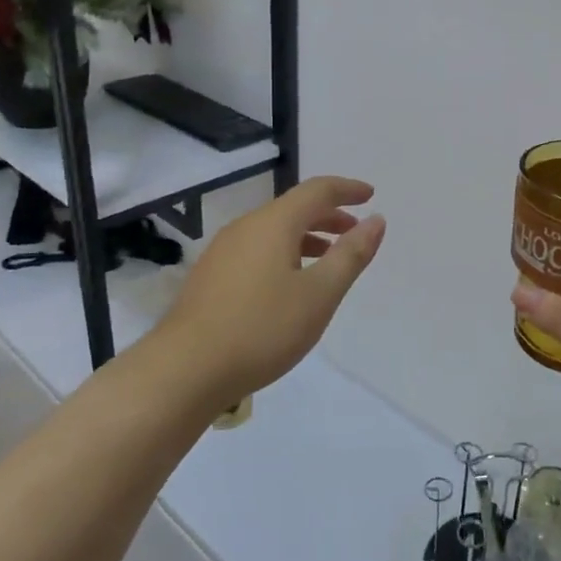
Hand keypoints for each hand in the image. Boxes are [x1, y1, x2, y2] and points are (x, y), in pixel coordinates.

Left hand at [157, 176, 385, 409]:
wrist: (185, 370)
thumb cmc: (262, 328)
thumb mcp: (320, 294)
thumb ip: (351, 255)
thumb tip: (375, 220)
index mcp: (273, 223)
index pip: (317, 191)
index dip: (347, 190)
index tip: (370, 196)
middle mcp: (246, 227)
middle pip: (293, 208)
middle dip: (329, 215)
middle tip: (355, 233)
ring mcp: (223, 252)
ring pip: (274, 231)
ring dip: (307, 237)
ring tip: (329, 261)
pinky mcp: (211, 277)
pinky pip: (257, 250)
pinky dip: (285, 253)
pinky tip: (290, 285)